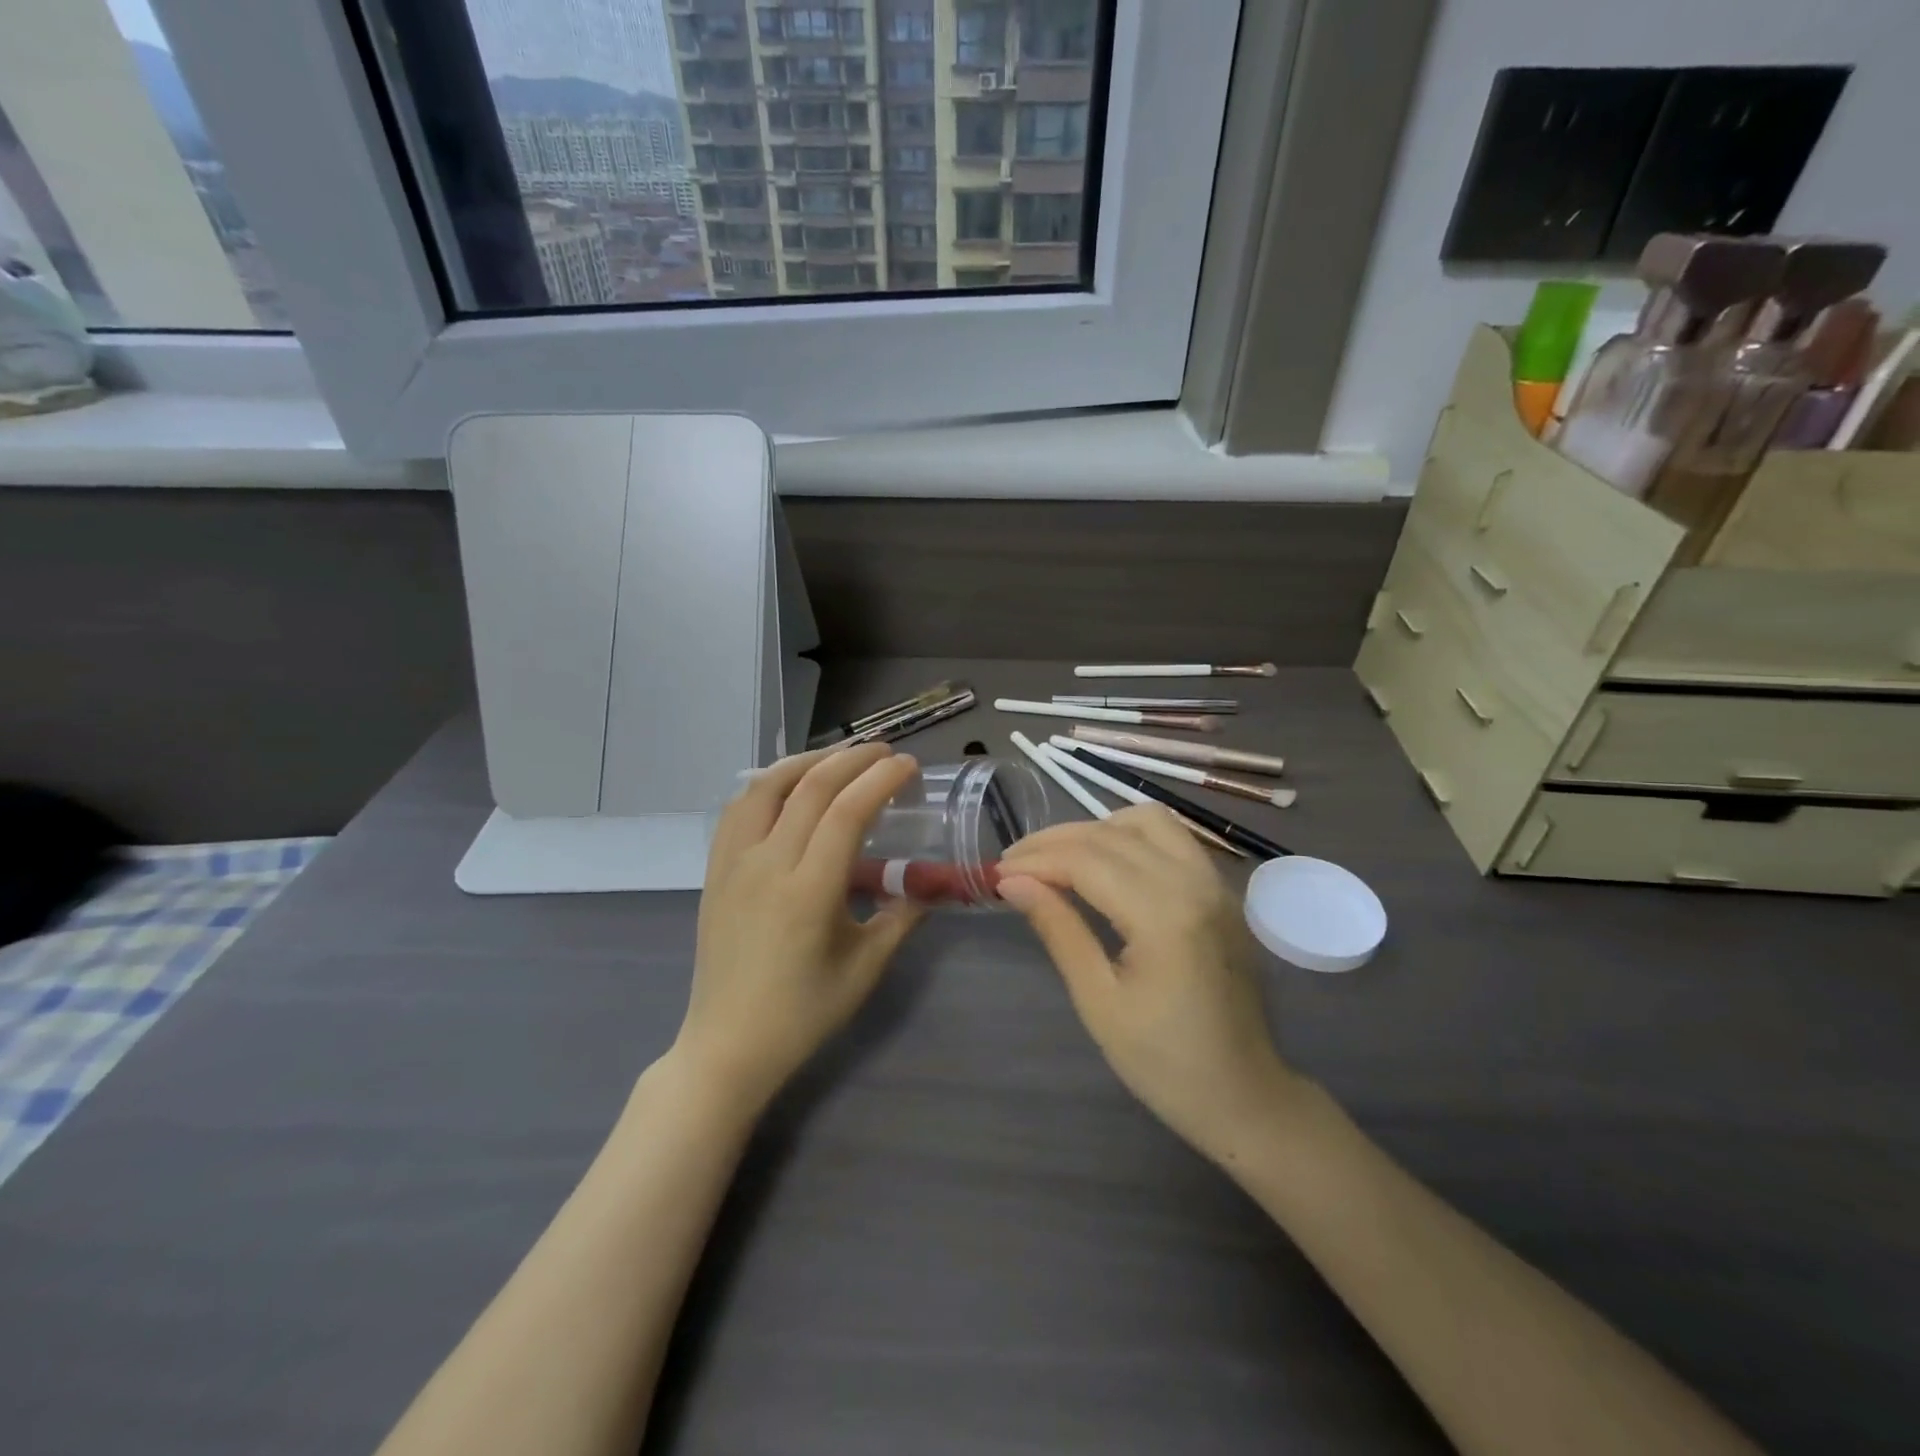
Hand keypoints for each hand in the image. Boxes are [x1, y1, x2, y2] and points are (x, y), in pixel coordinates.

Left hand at [674, 744, 924, 1116]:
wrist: (728, 1045)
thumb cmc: (803, 1013)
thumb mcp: (865, 968)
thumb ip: (901, 917)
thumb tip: (927, 882)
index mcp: (808, 892)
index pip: (846, 812)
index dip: (880, 780)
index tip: (908, 765)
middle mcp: (767, 865)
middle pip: (810, 788)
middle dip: (851, 760)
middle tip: (884, 752)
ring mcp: (733, 864)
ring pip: (766, 787)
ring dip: (806, 762)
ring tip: (838, 757)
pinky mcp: (715, 870)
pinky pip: (738, 809)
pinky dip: (768, 784)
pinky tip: (788, 786)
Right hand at [997, 807, 1298, 1163]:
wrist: (1245, 1096)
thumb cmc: (1164, 1062)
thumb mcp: (1099, 1001)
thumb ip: (1058, 929)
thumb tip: (1012, 883)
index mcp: (1165, 916)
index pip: (1086, 860)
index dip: (1036, 860)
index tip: (997, 872)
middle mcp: (1194, 883)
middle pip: (1111, 833)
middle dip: (1055, 841)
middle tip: (1015, 864)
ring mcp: (1215, 882)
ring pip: (1147, 820)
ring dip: (1096, 828)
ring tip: (1059, 858)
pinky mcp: (1222, 889)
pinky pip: (1172, 837)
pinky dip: (1131, 836)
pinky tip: (1106, 863)